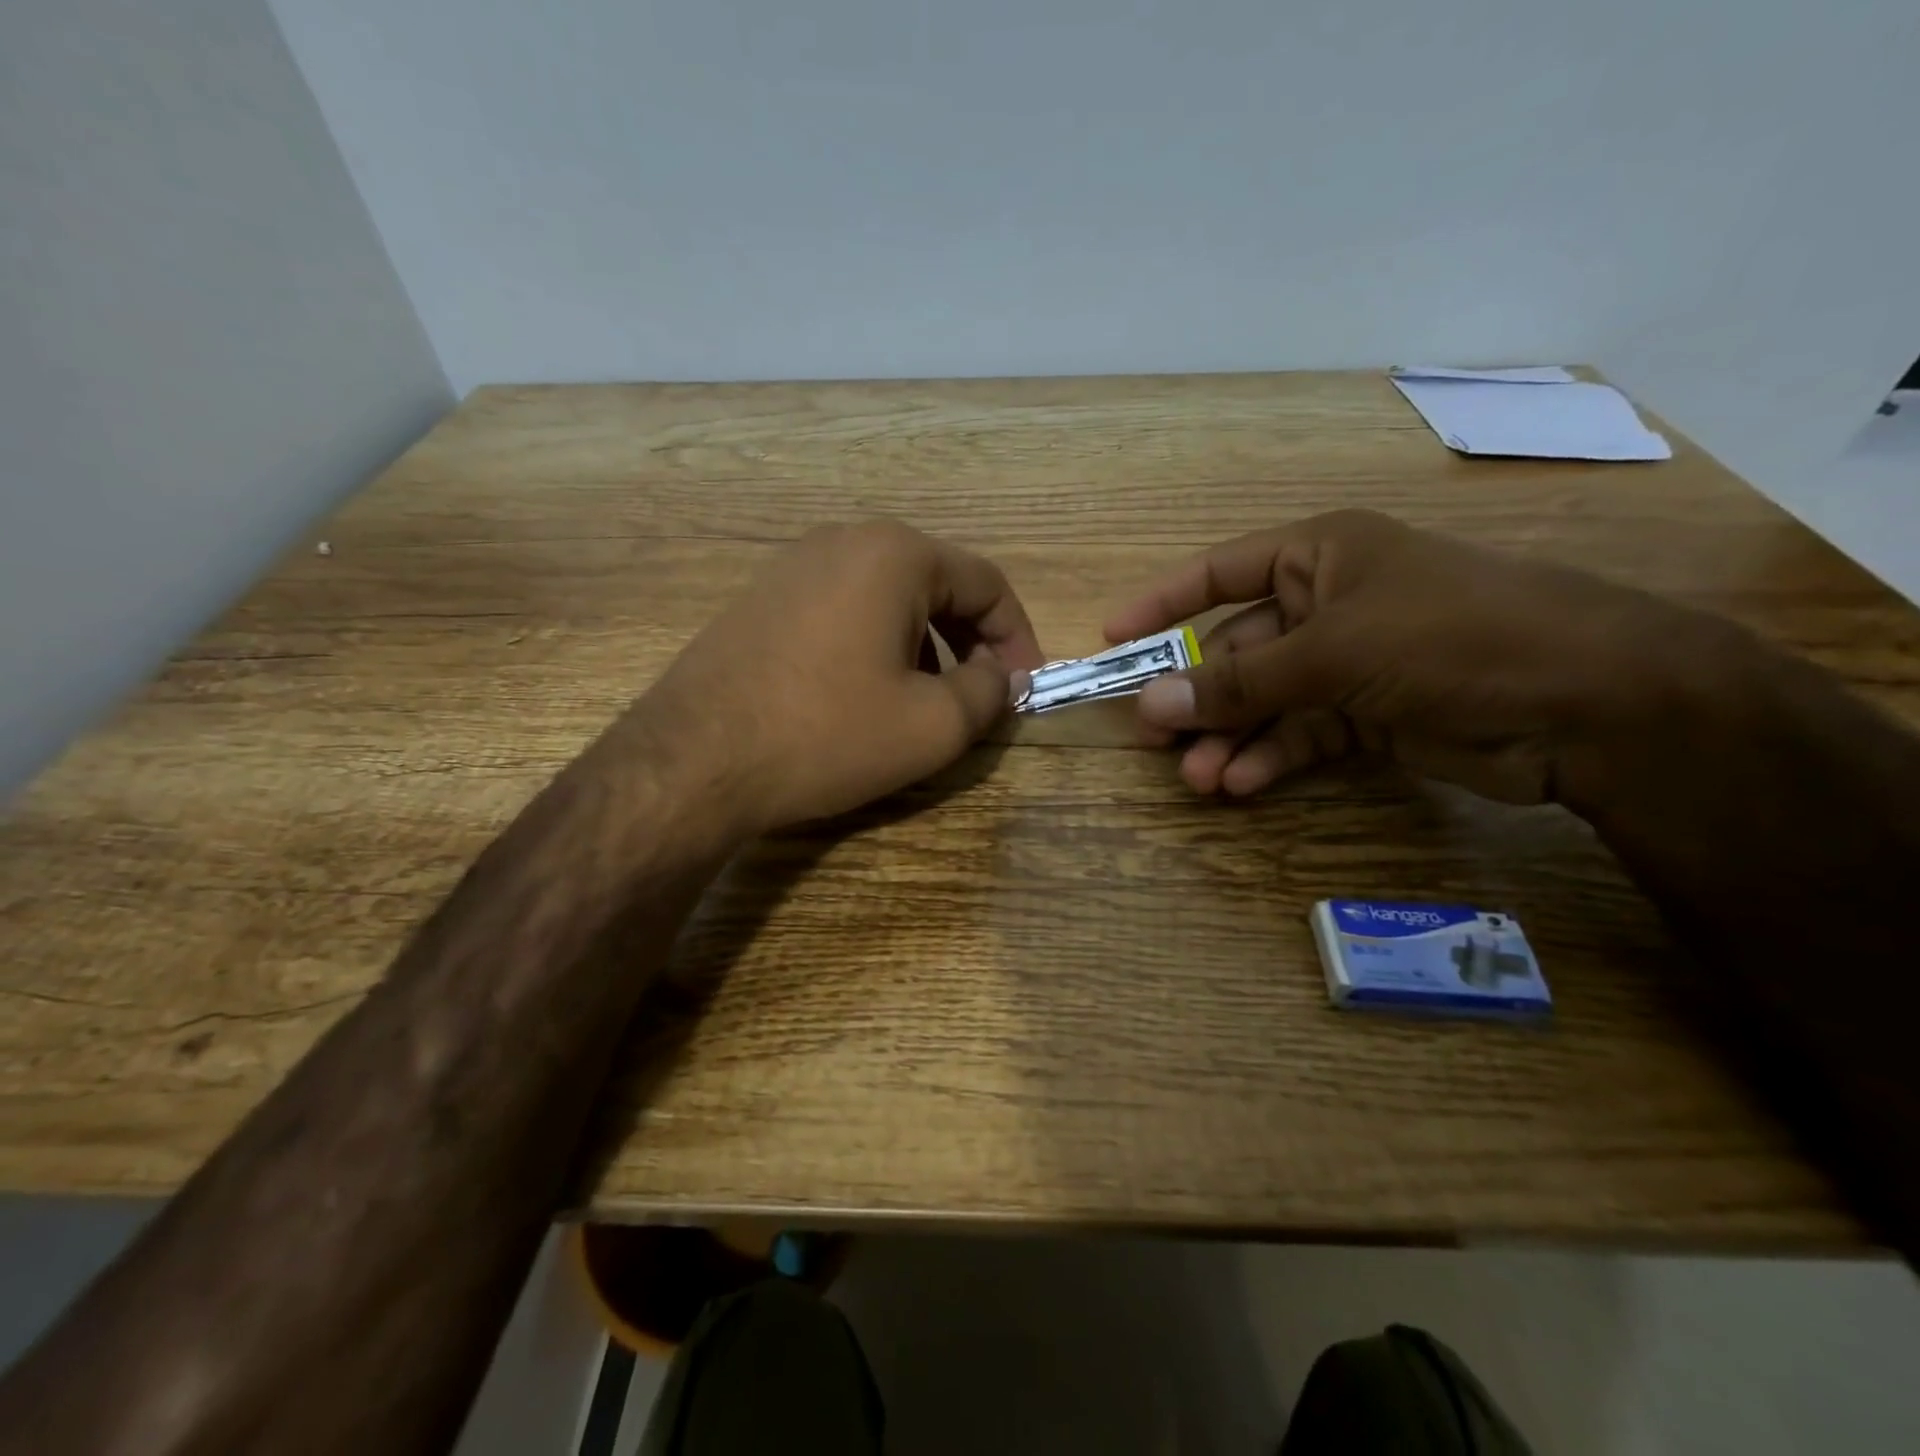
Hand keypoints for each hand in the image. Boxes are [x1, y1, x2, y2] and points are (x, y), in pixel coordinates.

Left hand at [638, 521, 1044, 833]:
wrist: (693, 760)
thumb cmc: (827, 734)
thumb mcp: (932, 725)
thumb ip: (988, 692)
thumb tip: (1001, 677)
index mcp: (895, 554)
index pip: (987, 584)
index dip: (1018, 638)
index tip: (1026, 688)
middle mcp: (844, 541)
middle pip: (937, 586)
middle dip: (970, 644)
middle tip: (979, 699)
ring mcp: (794, 566)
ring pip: (889, 600)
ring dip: (924, 648)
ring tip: (922, 704)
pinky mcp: (762, 599)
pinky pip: (844, 612)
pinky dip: (875, 647)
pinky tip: (864, 697)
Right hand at [1103, 509, 1706, 803]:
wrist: (1589, 703)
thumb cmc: (1449, 636)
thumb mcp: (1332, 652)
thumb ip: (1239, 683)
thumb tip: (1149, 704)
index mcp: (1320, 556)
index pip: (1221, 571)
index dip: (1164, 604)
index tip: (1113, 639)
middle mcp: (1330, 603)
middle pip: (1240, 649)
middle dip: (1200, 696)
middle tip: (1154, 736)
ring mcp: (1352, 662)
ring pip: (1267, 700)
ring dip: (1231, 738)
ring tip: (1197, 778)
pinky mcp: (1372, 715)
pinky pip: (1302, 733)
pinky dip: (1271, 758)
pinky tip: (1240, 784)